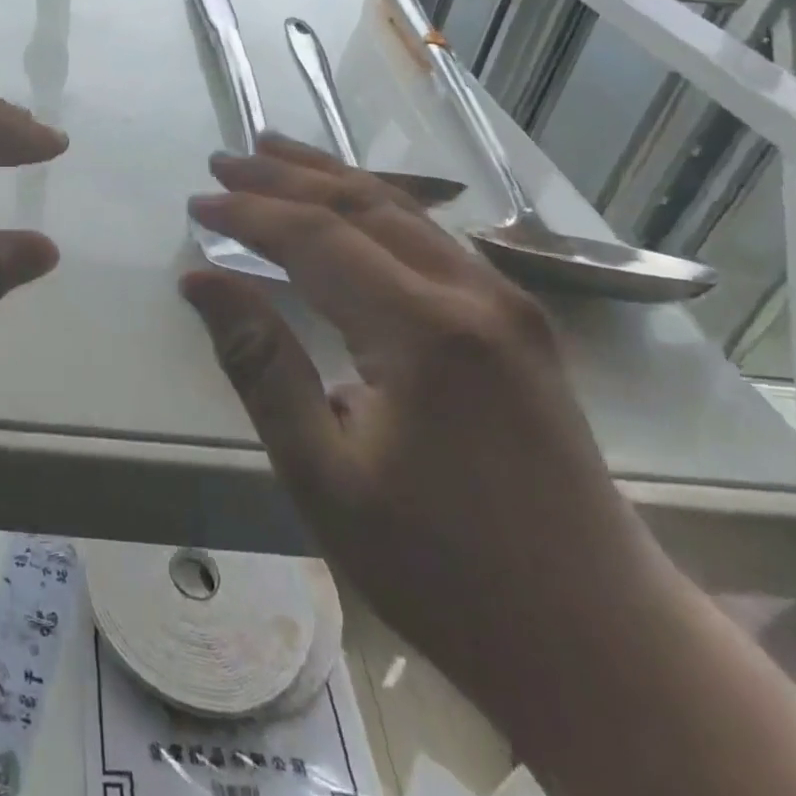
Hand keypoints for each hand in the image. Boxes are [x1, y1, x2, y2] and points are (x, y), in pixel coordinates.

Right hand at [181, 134, 673, 713]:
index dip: (249, 214)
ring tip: (274, 152)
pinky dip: (374, 209)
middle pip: (361, 205)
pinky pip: (431, 239)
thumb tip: (200, 282)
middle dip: (284, 177)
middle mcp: (473, 295)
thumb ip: (260, 364)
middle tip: (223, 161)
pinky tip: (350, 207)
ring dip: (330, 179)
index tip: (196, 204)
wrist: (599, 643)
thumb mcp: (323, 474)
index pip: (316, 238)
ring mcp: (507, 305)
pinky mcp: (520, 325)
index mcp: (424, 331)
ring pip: (402, 212)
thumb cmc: (442, 566)